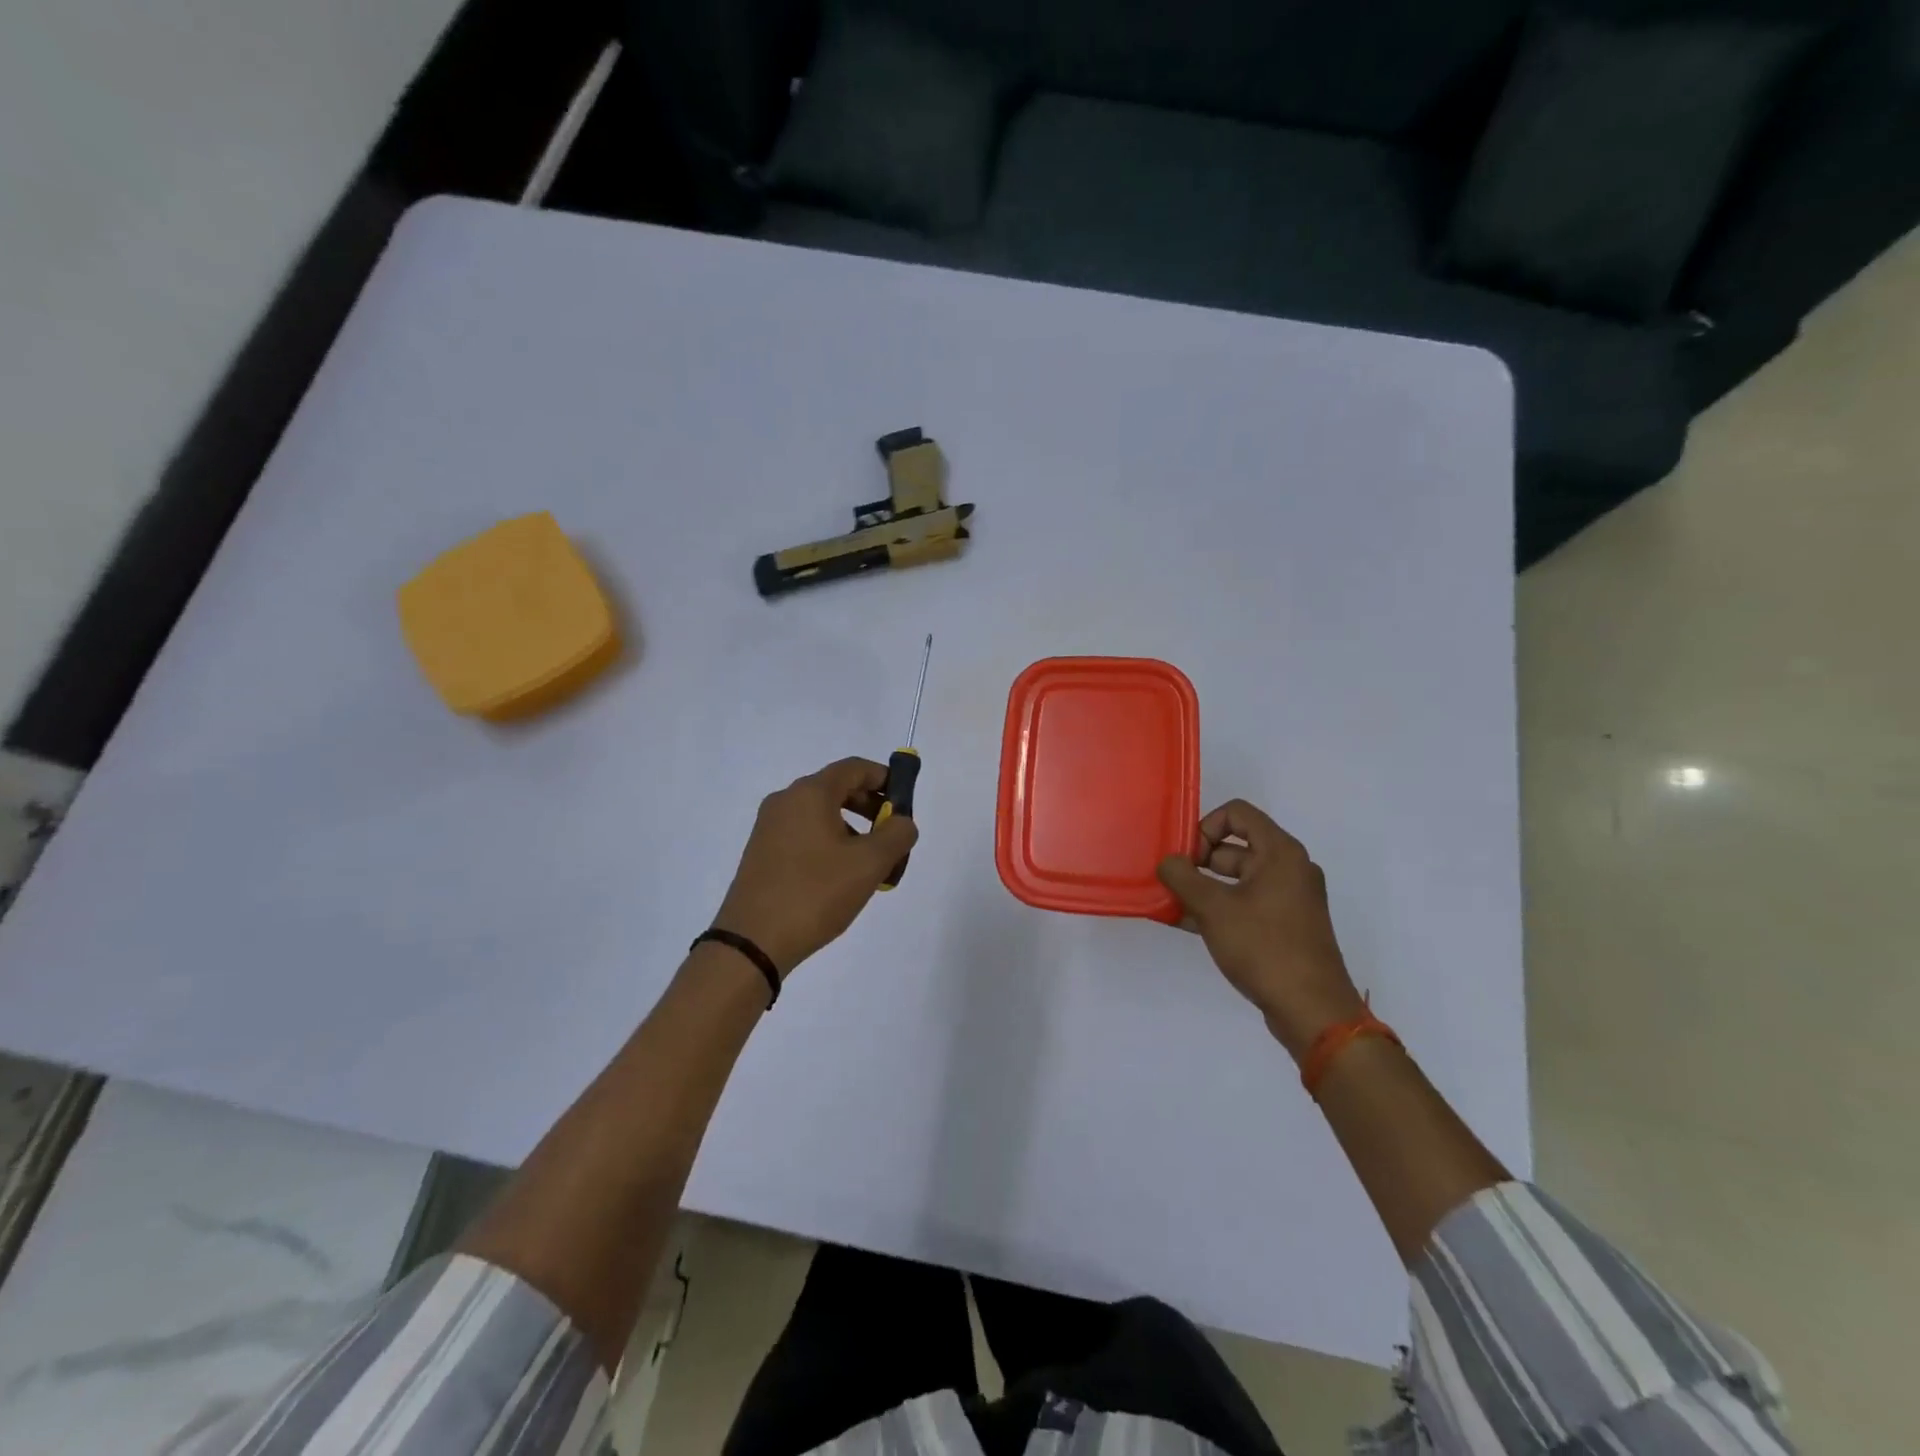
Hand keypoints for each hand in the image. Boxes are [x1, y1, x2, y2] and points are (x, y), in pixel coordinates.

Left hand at [711, 757, 918, 976]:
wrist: (753, 941)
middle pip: (837, 788)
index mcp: (810, 793)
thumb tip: (903, 822)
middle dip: (871, 807)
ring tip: (870, 865)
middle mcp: (786, 801)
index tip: (905, 802)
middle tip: (892, 836)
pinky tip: (841, 877)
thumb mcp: (869, 863)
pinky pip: (804, 834)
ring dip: (852, 829)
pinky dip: (829, 843)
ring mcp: (769, 827)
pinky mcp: (761, 852)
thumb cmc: (815, 893)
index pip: (854, 768)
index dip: (884, 778)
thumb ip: (897, 834)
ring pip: (821, 814)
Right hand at [1157, 800, 1365, 1059]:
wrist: (1312, 1010)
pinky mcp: (1285, 925)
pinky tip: (1186, 923)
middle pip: (1235, 846)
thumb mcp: (1213, 908)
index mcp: (1280, 852)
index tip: (1185, 857)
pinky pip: (1246, 903)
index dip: (1205, 827)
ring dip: (1203, 887)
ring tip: (1171, 904)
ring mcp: (1289, 898)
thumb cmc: (1264, 947)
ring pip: (1238, 878)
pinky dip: (1219, 907)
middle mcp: (1289, 868)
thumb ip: (1182, 877)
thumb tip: (1167, 862)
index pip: (1237, 813)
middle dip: (1198, 861)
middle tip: (1171, 882)